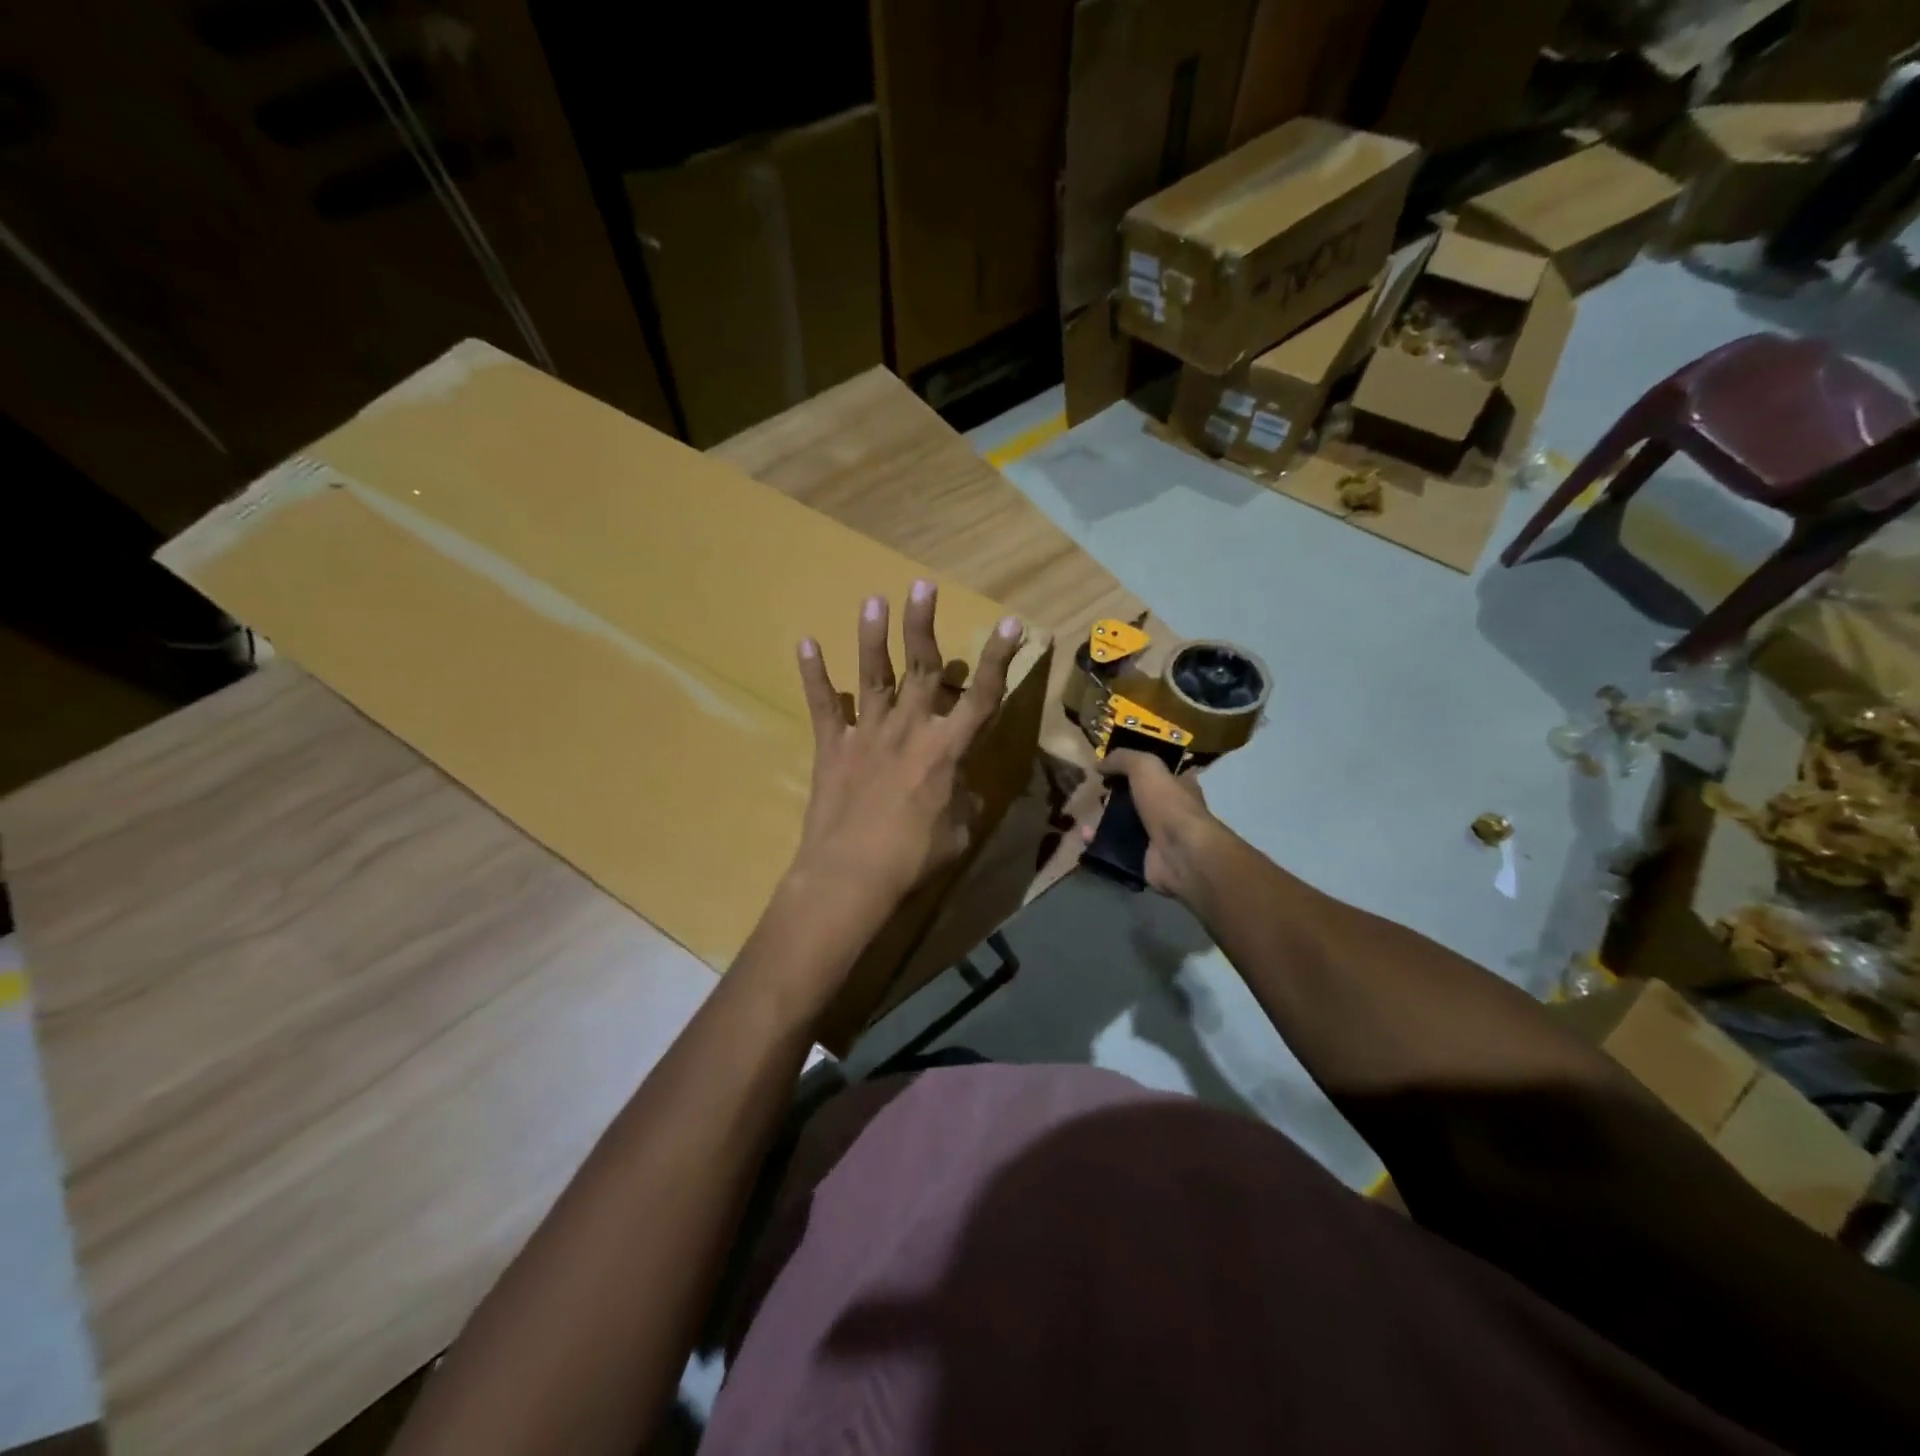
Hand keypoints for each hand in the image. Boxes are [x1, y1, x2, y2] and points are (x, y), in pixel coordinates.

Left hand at [789, 580, 1023, 923]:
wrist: (851, 876)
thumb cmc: (914, 859)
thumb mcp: (959, 834)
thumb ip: (966, 802)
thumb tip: (968, 789)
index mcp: (948, 749)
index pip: (982, 696)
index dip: (998, 659)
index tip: (1010, 625)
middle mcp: (910, 729)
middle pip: (923, 667)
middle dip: (924, 624)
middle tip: (922, 586)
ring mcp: (867, 734)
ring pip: (874, 675)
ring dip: (873, 636)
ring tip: (873, 599)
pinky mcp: (832, 747)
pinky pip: (823, 706)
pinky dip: (813, 675)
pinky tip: (805, 643)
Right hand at [1081, 750, 1220, 901]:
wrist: (1180, 854)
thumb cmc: (1168, 804)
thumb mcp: (1146, 767)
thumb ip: (1123, 759)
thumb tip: (1099, 763)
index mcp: (1179, 786)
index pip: (1159, 772)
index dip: (1137, 767)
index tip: (1111, 766)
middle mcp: (1171, 810)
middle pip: (1138, 798)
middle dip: (1115, 794)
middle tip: (1092, 789)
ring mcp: (1157, 837)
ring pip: (1124, 823)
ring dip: (1103, 818)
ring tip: (1082, 810)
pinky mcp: (1143, 858)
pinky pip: (1115, 847)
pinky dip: (1099, 841)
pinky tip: (1084, 834)